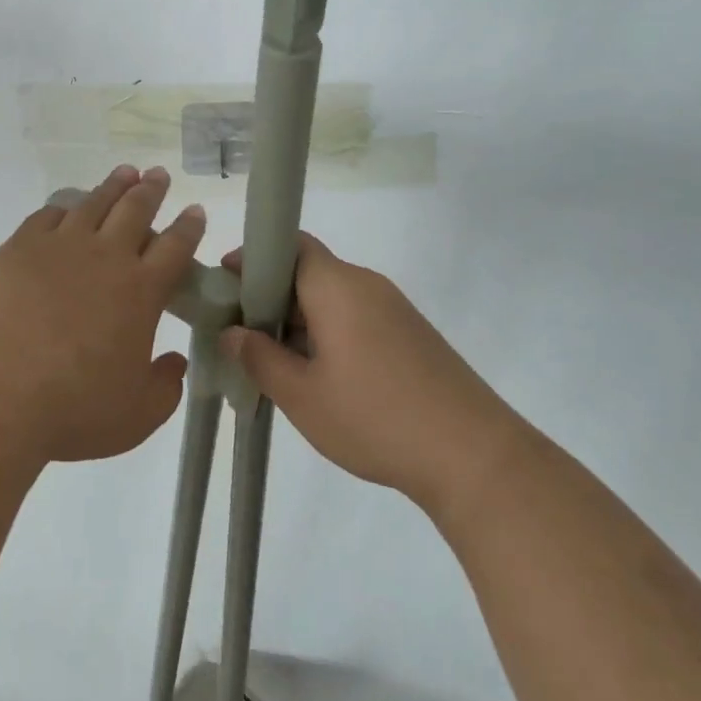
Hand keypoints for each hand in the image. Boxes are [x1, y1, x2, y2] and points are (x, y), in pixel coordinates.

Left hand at [0, 164, 204, 464]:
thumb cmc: (72, 408)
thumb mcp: (137, 415)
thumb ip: (166, 387)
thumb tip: (177, 362)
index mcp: (141, 291)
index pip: (175, 247)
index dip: (189, 226)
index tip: (195, 210)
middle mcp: (106, 257)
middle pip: (136, 210)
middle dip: (152, 190)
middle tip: (159, 174)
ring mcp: (61, 246)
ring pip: (94, 203)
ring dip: (113, 186)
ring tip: (125, 172)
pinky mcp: (21, 248)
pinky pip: (49, 215)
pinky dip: (64, 207)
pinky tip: (67, 207)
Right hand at [220, 234, 521, 512]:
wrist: (474, 456)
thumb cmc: (376, 417)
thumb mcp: (303, 396)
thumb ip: (260, 359)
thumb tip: (232, 332)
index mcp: (337, 286)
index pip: (289, 244)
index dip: (254, 259)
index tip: (226, 287)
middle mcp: (366, 284)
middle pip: (308, 270)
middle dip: (270, 295)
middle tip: (244, 334)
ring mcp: (393, 308)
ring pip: (332, 297)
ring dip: (300, 318)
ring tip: (277, 362)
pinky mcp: (411, 334)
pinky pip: (356, 316)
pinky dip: (328, 332)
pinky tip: (322, 376)